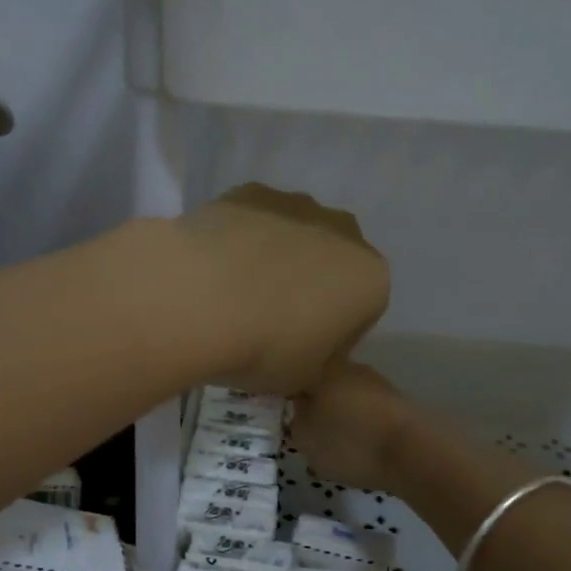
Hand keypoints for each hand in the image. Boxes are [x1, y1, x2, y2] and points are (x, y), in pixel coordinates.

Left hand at [173, 184, 388, 395]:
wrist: (199, 296)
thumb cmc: (265, 347)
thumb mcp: (304, 378)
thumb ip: (322, 365)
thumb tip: (323, 360)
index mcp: (370, 279)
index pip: (361, 313)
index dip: (331, 336)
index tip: (300, 352)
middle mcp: (344, 232)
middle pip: (332, 264)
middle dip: (310, 286)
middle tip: (270, 321)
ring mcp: (296, 205)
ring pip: (295, 235)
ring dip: (276, 258)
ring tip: (235, 293)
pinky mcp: (250, 191)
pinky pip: (255, 220)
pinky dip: (241, 238)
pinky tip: (213, 266)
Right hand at [289, 361, 413, 492]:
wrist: (413, 452)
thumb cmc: (349, 442)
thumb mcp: (305, 439)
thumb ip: (294, 421)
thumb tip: (296, 409)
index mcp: (320, 369)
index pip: (291, 375)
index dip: (281, 393)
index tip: (277, 411)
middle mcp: (347, 366)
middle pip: (320, 381)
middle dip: (311, 400)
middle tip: (302, 427)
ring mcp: (374, 381)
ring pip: (343, 393)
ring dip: (336, 410)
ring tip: (330, 437)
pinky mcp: (394, 400)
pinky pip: (364, 407)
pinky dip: (357, 420)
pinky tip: (355, 440)